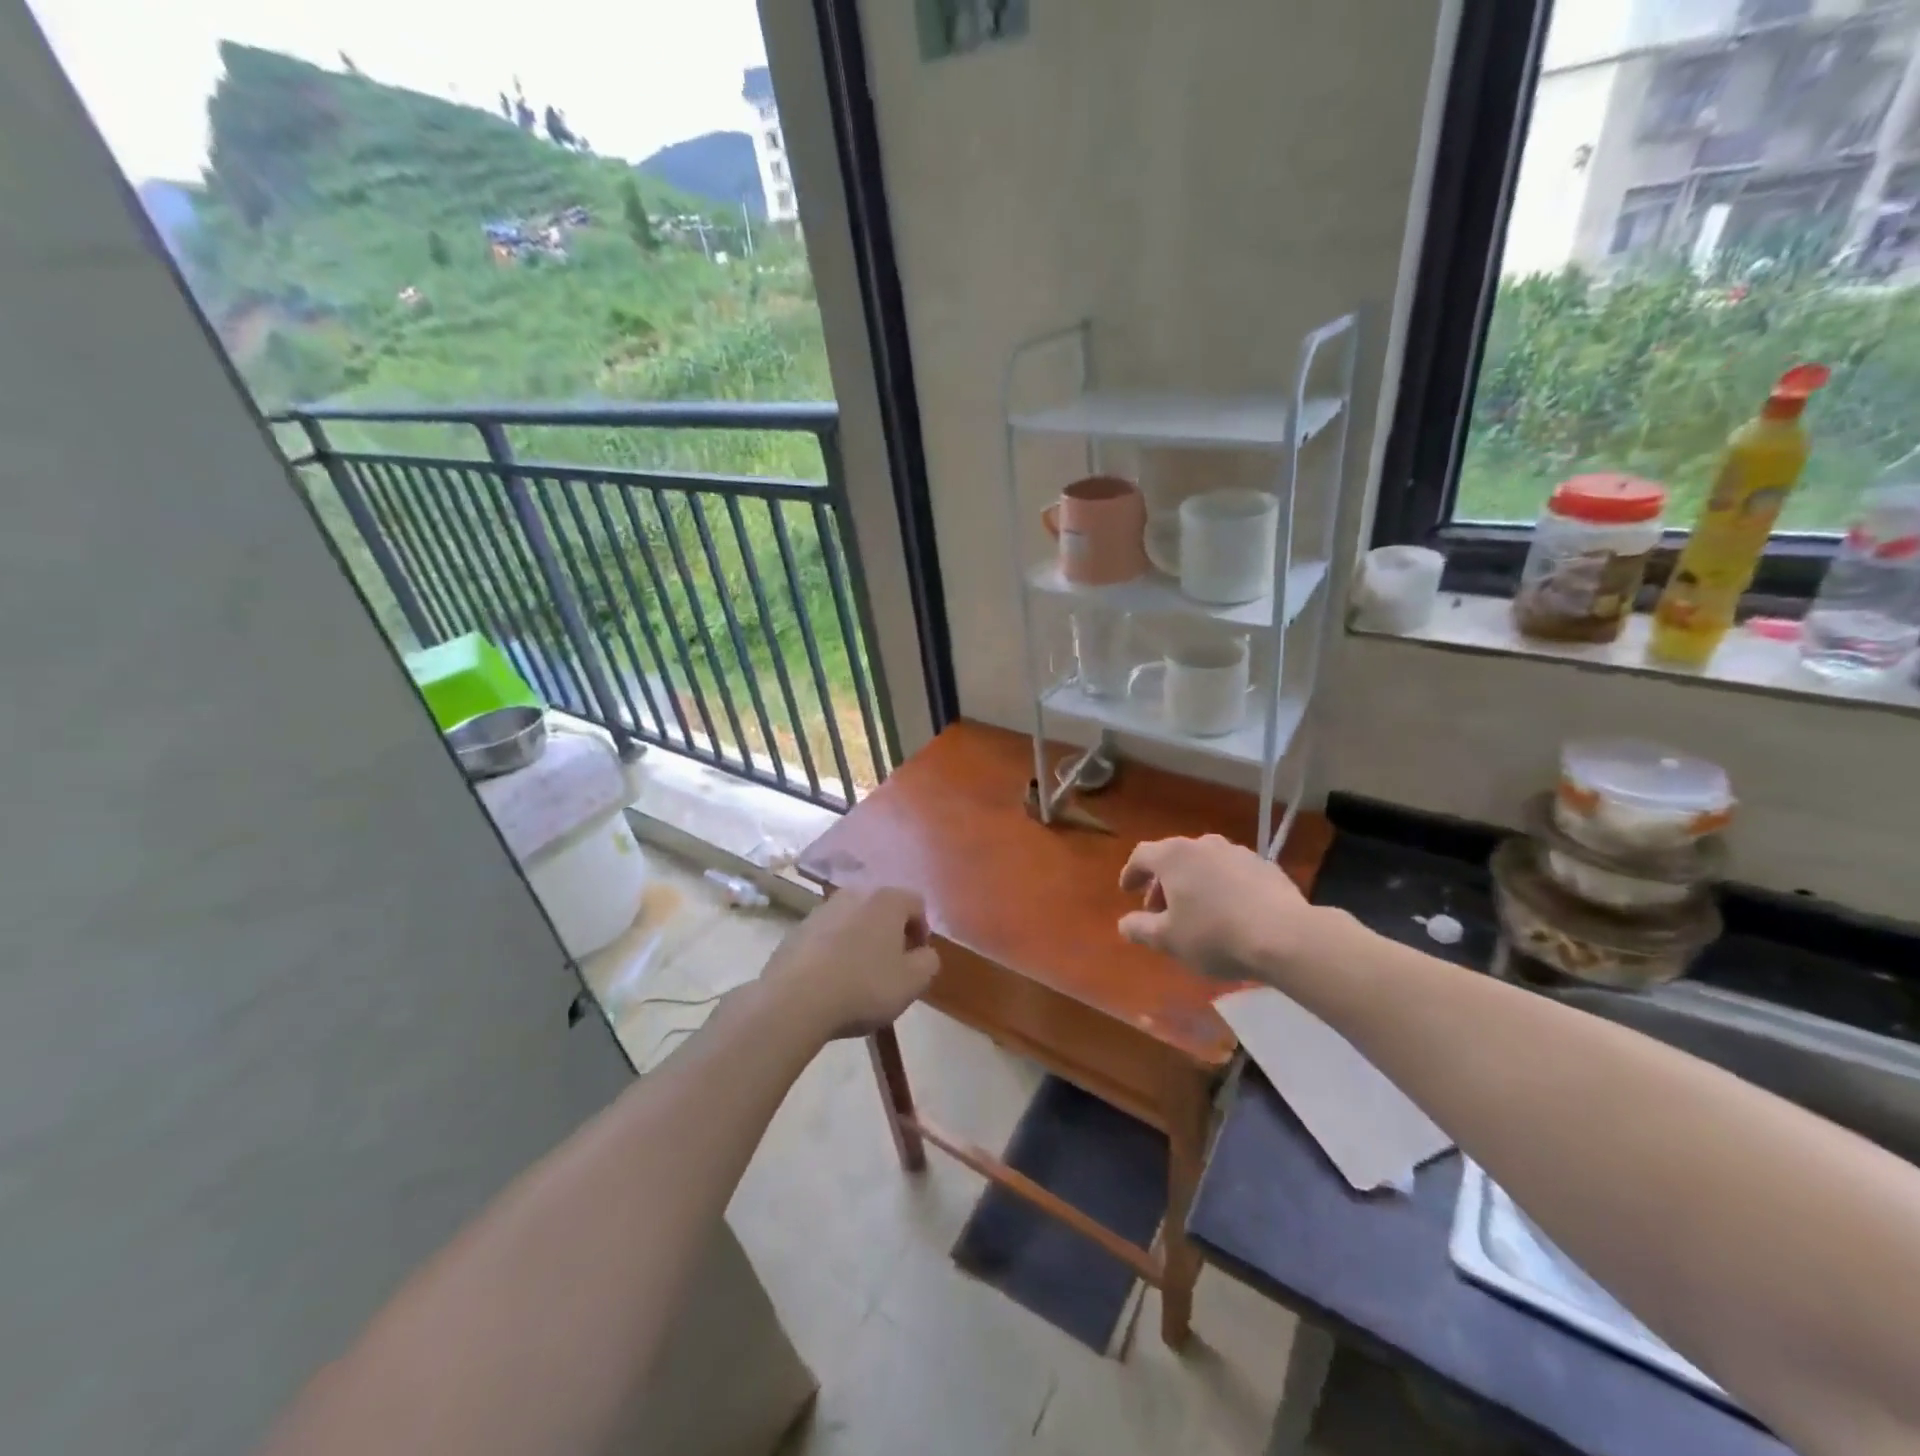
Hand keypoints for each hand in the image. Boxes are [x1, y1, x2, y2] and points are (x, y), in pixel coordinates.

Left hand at [760, 887, 939, 1040]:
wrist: (795, 1000)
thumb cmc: (864, 987)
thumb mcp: (913, 982)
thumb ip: (929, 962)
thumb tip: (924, 953)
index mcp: (886, 900)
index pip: (917, 903)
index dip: (923, 931)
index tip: (917, 960)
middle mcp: (854, 894)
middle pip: (882, 909)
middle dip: (890, 934)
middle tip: (891, 967)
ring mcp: (821, 910)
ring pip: (852, 921)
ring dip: (860, 941)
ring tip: (858, 976)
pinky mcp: (796, 930)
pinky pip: (826, 936)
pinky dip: (834, 951)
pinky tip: (831, 980)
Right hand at [1118, 834, 1319, 982]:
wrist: (1285, 936)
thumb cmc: (1215, 935)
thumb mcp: (1168, 940)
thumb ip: (1140, 929)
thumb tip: (1124, 923)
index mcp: (1174, 856)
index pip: (1141, 855)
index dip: (1131, 873)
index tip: (1127, 890)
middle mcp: (1203, 845)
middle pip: (1173, 857)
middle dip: (1162, 882)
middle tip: (1160, 910)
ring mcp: (1238, 852)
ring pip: (1204, 863)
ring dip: (1193, 883)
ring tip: (1196, 912)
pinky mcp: (1265, 866)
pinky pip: (1232, 873)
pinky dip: (1222, 886)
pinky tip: (1229, 912)